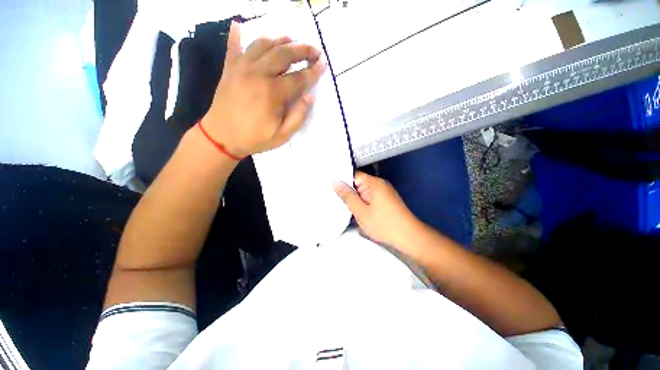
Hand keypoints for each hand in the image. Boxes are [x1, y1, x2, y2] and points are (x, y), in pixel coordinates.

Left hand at [201, 21, 325, 157]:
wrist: (222, 137)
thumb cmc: (254, 138)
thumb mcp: (282, 135)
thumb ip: (298, 116)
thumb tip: (310, 96)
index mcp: (272, 94)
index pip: (298, 78)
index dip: (313, 71)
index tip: (323, 65)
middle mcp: (257, 74)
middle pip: (283, 54)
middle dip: (302, 49)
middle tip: (314, 50)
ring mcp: (241, 68)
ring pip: (262, 44)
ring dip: (279, 40)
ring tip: (291, 40)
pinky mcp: (229, 68)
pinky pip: (234, 46)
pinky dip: (238, 34)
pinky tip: (241, 25)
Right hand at [333, 172, 420, 247]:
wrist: (409, 238)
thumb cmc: (384, 224)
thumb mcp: (361, 211)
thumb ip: (347, 196)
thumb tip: (336, 183)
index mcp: (373, 183)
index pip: (353, 175)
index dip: (342, 182)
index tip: (330, 188)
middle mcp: (379, 184)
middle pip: (358, 184)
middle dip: (348, 193)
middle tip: (334, 200)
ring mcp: (384, 193)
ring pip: (363, 193)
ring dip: (355, 200)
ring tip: (343, 207)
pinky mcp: (386, 201)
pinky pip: (370, 199)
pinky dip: (363, 204)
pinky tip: (356, 212)